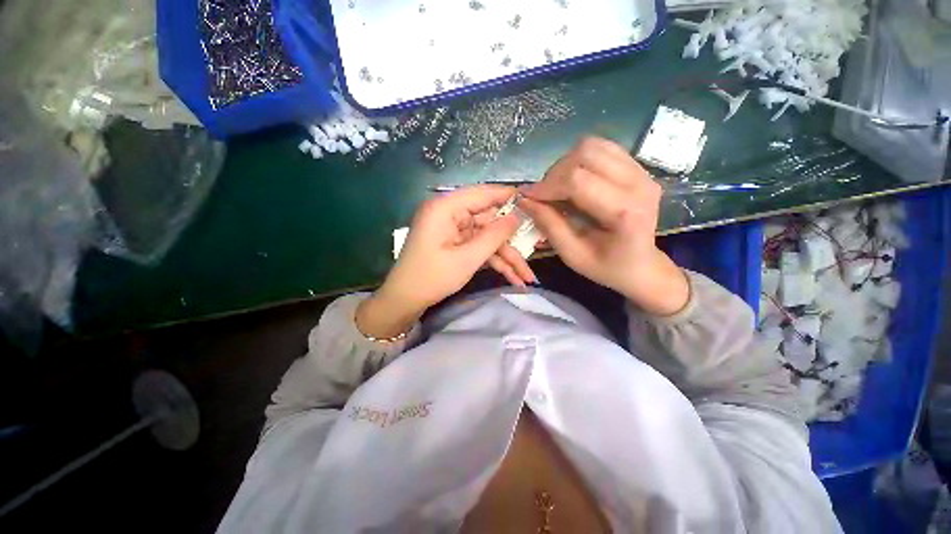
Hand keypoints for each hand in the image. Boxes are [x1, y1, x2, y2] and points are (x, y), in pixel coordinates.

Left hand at [357, 185, 534, 338]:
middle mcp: (450, 214)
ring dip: (507, 257)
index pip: (483, 194)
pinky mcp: (456, 243)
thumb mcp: (467, 259)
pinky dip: (495, 261)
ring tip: (528, 277)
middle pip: (489, 221)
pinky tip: (513, 278)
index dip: (508, 196)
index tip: (534, 202)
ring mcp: (454, 230)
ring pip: (488, 238)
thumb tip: (517, 217)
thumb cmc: (432, 278)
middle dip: (512, 242)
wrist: (405, 300)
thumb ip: (494, 236)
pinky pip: (480, 248)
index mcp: (446, 207)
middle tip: (536, 250)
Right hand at [519, 137, 688, 315]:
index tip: (528, 198)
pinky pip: (602, 148)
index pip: (578, 181)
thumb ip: (549, 225)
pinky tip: (575, 181)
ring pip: (593, 146)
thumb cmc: (607, 267)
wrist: (642, 265)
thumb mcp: (572, 255)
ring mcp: (642, 172)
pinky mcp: (638, 167)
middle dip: (555, 173)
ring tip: (558, 187)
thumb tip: (524, 200)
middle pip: (586, 154)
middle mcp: (639, 184)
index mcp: (625, 212)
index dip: (547, 186)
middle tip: (545, 195)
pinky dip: (580, 160)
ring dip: (566, 164)